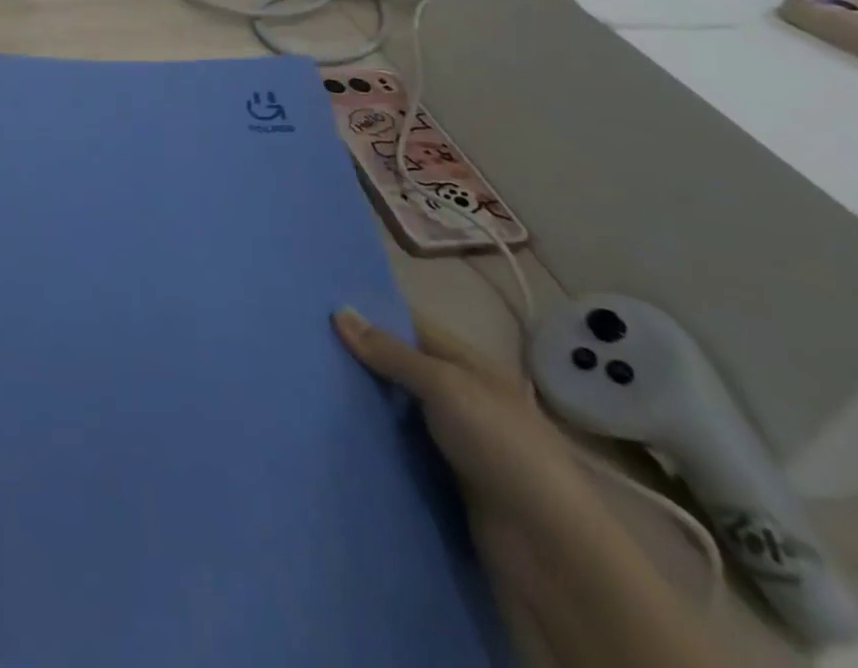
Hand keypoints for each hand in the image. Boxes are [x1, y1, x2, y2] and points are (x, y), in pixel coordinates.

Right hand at [333, 307, 596, 532]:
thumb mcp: (445, 387)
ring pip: (398, 409)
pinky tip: (335, 428)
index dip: (373, 315)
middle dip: (362, 357)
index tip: (323, 307)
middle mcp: (465, 400)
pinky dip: (374, 438)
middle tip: (308, 343)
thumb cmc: (502, 448)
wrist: (549, 551)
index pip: (414, 328)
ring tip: (311, 381)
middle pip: (403, 368)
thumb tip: (339, 312)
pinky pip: (400, 447)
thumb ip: (392, 353)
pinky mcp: (445, 481)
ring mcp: (456, 443)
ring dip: (364, 400)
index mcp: (473, 368)